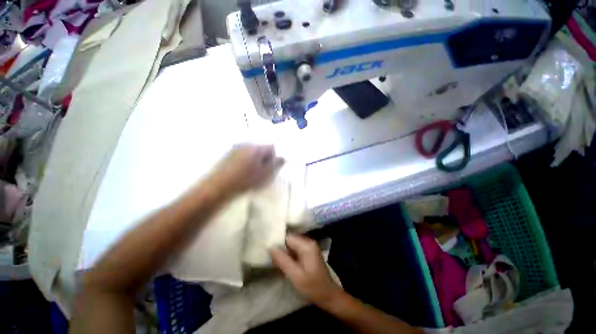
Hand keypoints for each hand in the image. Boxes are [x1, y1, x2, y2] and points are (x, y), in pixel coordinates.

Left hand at [211, 144, 283, 194]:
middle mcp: (245, 144)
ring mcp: (235, 149)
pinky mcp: (227, 155)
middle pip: (261, 149)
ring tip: (251, 174)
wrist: (219, 187)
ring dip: (255, 161)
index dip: (273, 158)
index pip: (271, 148)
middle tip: (262, 172)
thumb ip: (276, 164)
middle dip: (264, 159)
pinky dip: (245, 162)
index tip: (270, 169)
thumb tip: (282, 158)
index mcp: (256, 148)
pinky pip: (242, 156)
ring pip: (251, 153)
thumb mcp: (265, 174)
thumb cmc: (246, 180)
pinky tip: (242, 173)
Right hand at [271, 234, 343, 307]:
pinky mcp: (309, 253)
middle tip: (270, 257)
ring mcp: (309, 247)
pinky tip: (283, 263)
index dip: (277, 243)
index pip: (288, 237)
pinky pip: (295, 250)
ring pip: (292, 245)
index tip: (267, 250)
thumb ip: (283, 261)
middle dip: (280, 248)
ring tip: (275, 261)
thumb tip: (271, 248)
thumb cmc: (313, 288)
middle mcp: (308, 242)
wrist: (329, 296)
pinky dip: (289, 255)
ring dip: (284, 252)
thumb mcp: (296, 277)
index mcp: (307, 245)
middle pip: (290, 240)